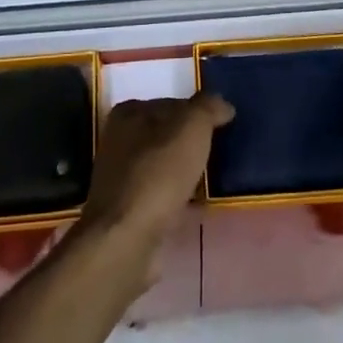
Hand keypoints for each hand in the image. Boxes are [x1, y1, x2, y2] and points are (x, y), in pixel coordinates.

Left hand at [79, 92, 233, 254]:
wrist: (126, 239)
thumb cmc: (158, 174)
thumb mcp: (191, 128)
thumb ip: (207, 108)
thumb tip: (222, 105)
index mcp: (129, 113)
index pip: (173, 103)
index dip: (199, 113)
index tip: (221, 127)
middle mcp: (120, 140)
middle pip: (166, 134)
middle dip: (191, 142)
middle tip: (220, 153)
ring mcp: (120, 176)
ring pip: (163, 164)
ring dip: (184, 170)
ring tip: (211, 179)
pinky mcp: (126, 209)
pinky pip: (160, 192)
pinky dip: (177, 194)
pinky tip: (194, 203)